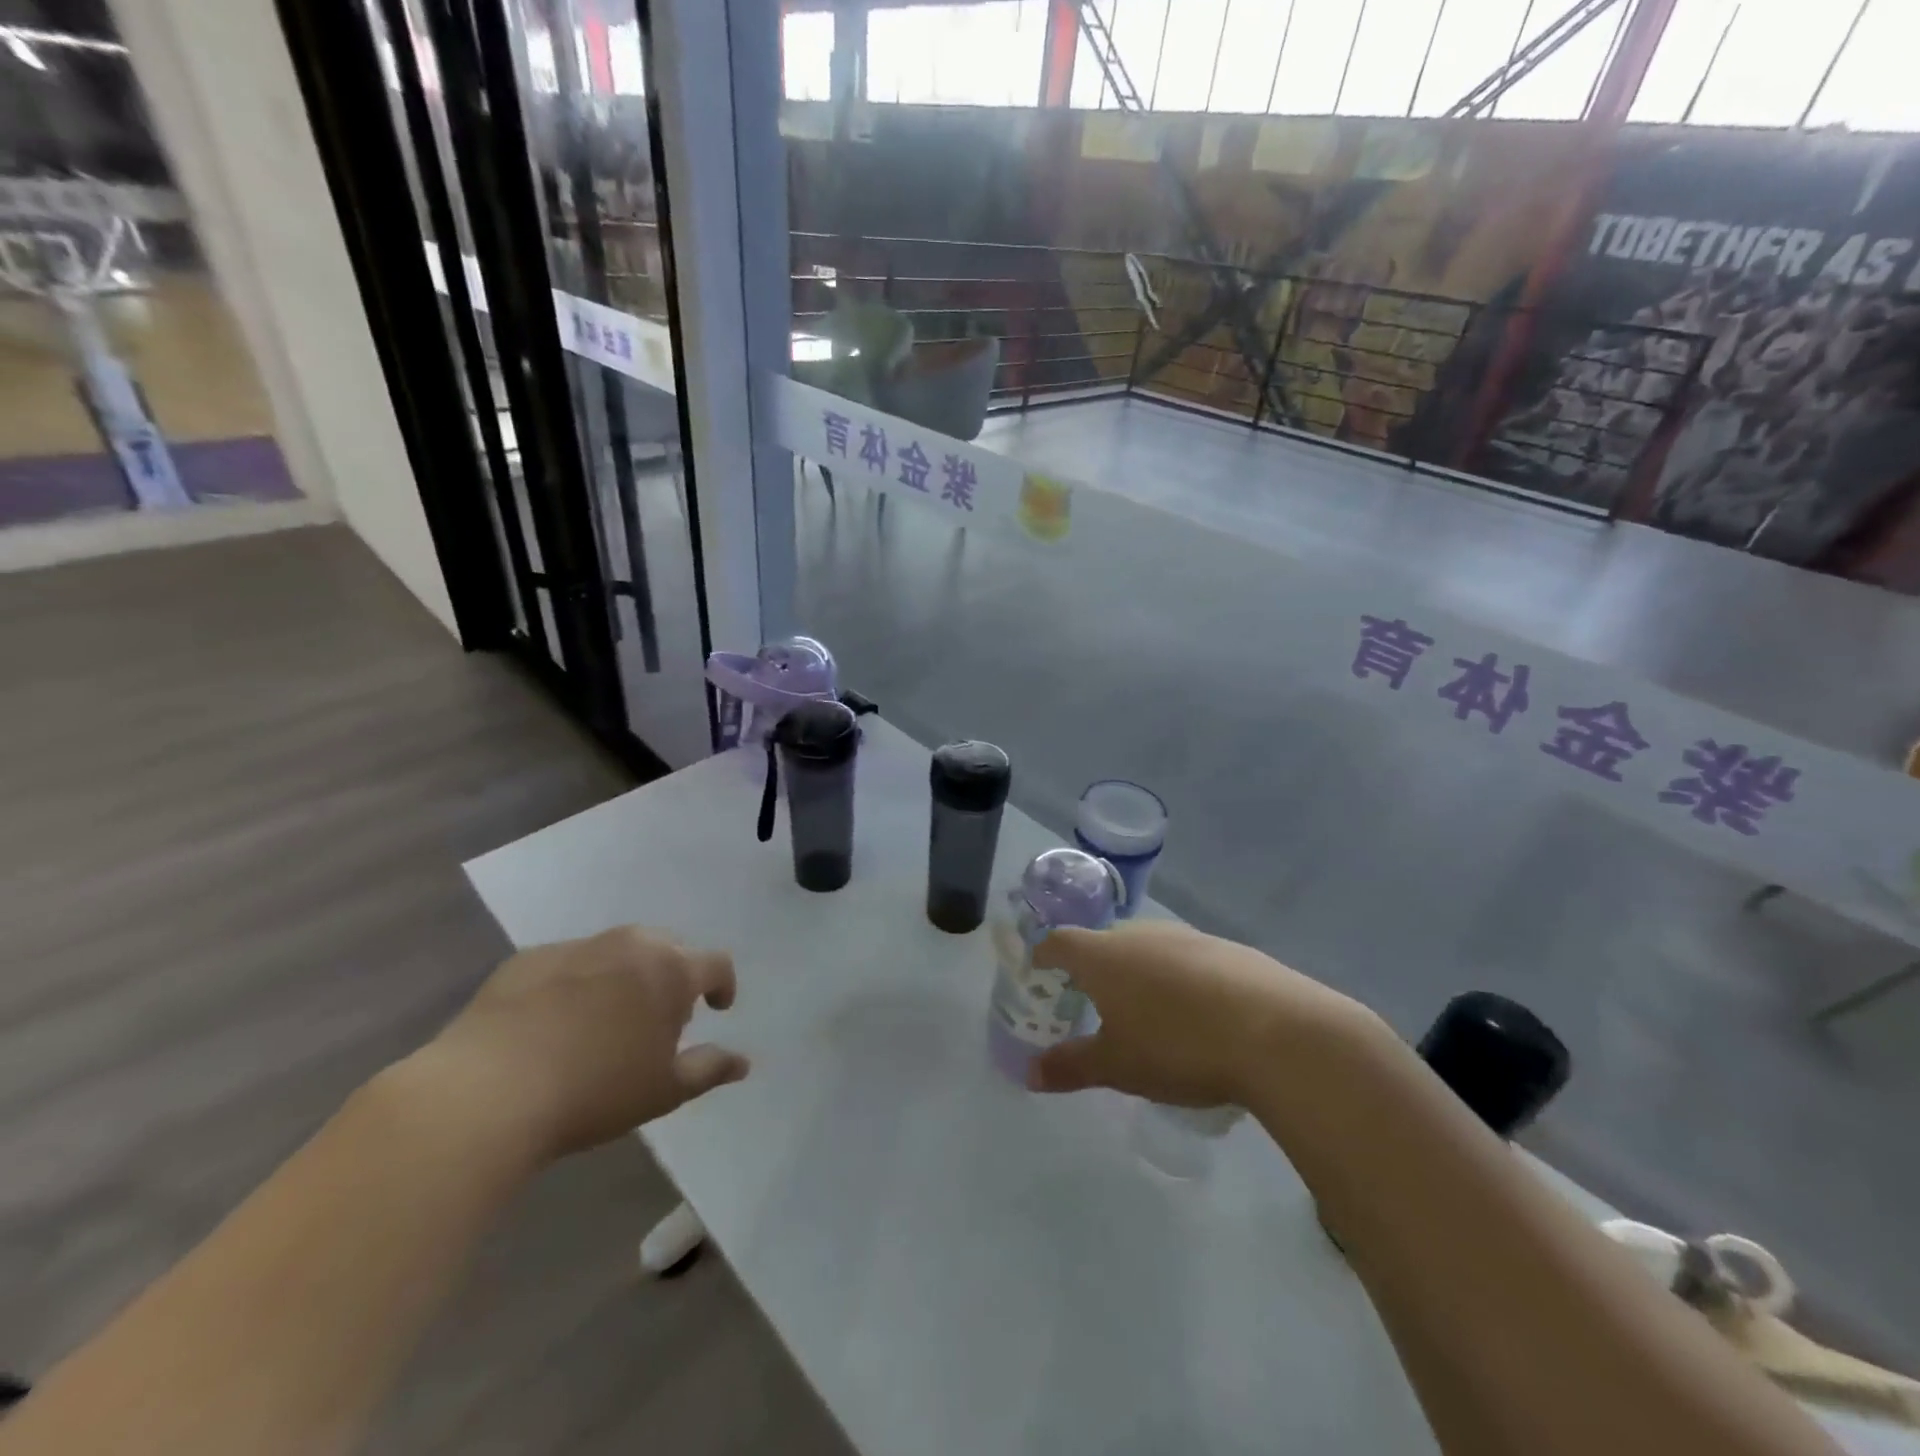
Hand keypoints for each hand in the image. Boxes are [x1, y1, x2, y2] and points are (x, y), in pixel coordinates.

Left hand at [416, 926, 747, 1162]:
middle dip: (673, 977)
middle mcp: (631, 944)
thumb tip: (743, 1062)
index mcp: (672, 970)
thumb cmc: (595, 1091)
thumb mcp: (663, 1091)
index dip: (723, 985)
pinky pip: (568, 963)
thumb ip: (709, 1069)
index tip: (716, 1010)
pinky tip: (554, 1023)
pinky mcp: (528, 959)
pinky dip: (576, 982)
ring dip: (625, 976)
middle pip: (668, 949)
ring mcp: (577, 946)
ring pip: (617, 951)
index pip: (716, 963)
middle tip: (659, 1018)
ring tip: (607, 1018)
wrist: (487, 1092)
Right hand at [1028, 921, 1366, 1105]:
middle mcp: (1142, 935)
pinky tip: (1197, 1013)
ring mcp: (1189, 937)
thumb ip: (1071, 1066)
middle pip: (1105, 942)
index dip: (1045, 954)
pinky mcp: (1229, 949)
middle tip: (1091, 998)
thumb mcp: (1118, 1066)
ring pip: (1149, 948)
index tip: (1038, 968)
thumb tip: (1030, 1074)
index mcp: (1105, 956)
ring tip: (1144, 1009)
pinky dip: (1179, 979)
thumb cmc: (1178, 1046)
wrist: (1277, 1032)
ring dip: (1139, 971)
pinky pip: (1188, 959)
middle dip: (1094, 966)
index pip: (1061, 942)